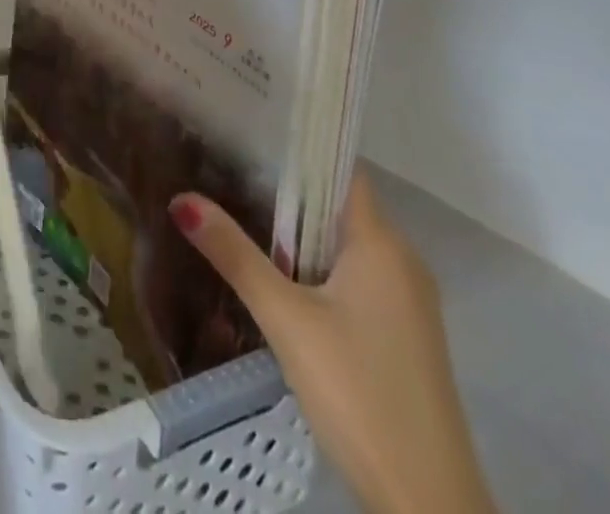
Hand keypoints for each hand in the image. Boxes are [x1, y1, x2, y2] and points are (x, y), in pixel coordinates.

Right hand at [170, 174, 496, 513]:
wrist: (429, 508)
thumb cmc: (358, 393)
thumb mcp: (285, 319)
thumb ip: (234, 255)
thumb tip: (181, 200)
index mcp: (382, 243)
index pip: (339, 170)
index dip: (297, 149)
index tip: (247, 133)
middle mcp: (402, 261)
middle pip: (337, 207)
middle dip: (286, 193)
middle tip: (227, 172)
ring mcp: (407, 302)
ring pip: (344, 246)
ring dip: (299, 235)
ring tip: (241, 216)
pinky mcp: (402, 336)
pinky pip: (355, 278)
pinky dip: (317, 268)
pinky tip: (279, 279)